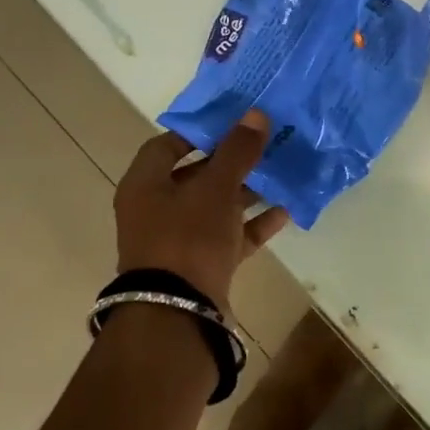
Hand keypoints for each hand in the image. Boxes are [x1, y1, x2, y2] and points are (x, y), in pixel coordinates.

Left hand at [114, 110, 289, 307]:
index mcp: (144, 185)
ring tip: (279, 174)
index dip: (198, 132)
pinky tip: (284, 211)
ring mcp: (177, 241)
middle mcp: (155, 210)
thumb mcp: (215, 188)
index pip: (166, 145)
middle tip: (263, 145)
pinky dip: (253, 225)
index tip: (231, 123)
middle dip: (230, 162)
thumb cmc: (187, 238)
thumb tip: (256, 114)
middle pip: (194, 176)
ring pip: (214, 207)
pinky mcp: (200, 267)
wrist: (178, 316)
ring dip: (246, 192)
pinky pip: (229, 237)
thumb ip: (237, 151)